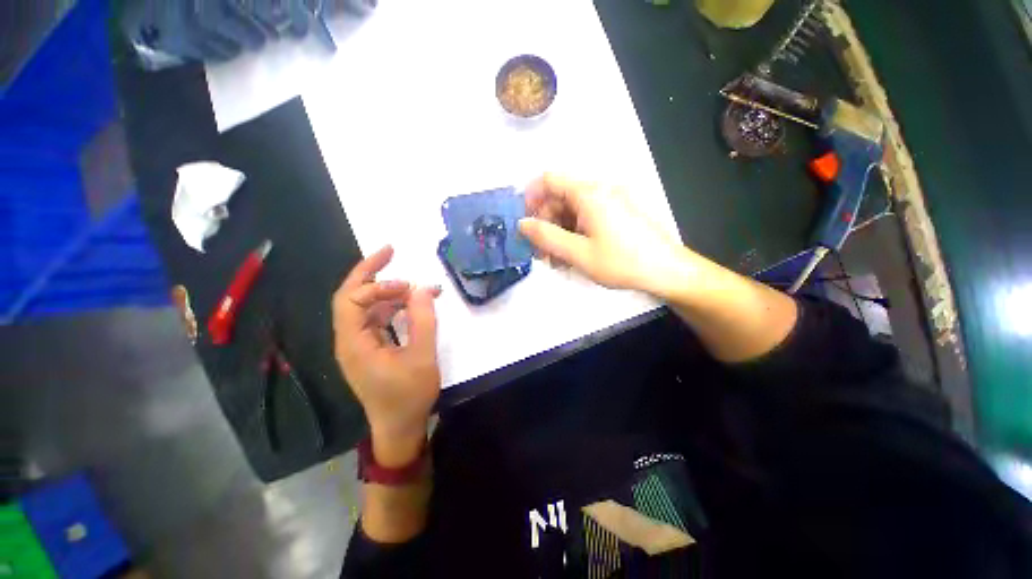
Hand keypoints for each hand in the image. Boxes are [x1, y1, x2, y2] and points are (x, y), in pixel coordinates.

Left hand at [333, 246, 440, 465]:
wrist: (399, 428)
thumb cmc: (409, 396)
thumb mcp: (422, 357)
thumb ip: (423, 320)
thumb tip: (423, 289)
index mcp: (354, 343)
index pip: (351, 300)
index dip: (377, 285)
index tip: (408, 285)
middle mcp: (350, 340)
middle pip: (350, 297)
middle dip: (370, 272)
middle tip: (390, 251)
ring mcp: (359, 344)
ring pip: (364, 307)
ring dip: (386, 292)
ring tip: (413, 287)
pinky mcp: (370, 349)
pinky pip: (376, 319)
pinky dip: (392, 307)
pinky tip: (410, 305)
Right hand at [519, 173, 691, 298]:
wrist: (668, 271)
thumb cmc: (622, 262)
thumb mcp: (579, 253)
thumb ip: (547, 237)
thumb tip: (522, 224)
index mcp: (589, 193)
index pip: (548, 180)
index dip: (530, 198)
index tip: (524, 224)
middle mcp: (599, 190)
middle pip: (560, 197)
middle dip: (545, 223)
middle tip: (540, 252)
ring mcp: (610, 201)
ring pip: (572, 210)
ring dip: (559, 233)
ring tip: (556, 260)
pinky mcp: (617, 213)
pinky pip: (587, 217)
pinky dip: (575, 234)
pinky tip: (573, 255)